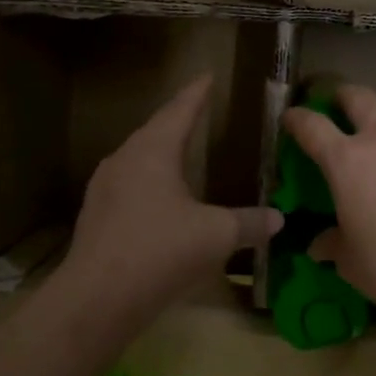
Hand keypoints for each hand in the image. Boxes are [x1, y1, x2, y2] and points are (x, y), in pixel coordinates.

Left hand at [61, 75, 280, 315]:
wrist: (96, 299)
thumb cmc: (160, 252)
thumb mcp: (216, 235)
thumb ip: (249, 223)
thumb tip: (278, 219)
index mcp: (152, 151)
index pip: (180, 110)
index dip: (196, 93)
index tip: (207, 75)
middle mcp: (124, 160)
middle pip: (155, 130)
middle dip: (178, 119)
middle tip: (198, 110)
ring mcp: (105, 187)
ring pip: (138, 157)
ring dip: (160, 150)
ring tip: (179, 148)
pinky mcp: (97, 215)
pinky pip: (129, 184)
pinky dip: (149, 179)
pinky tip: (159, 196)